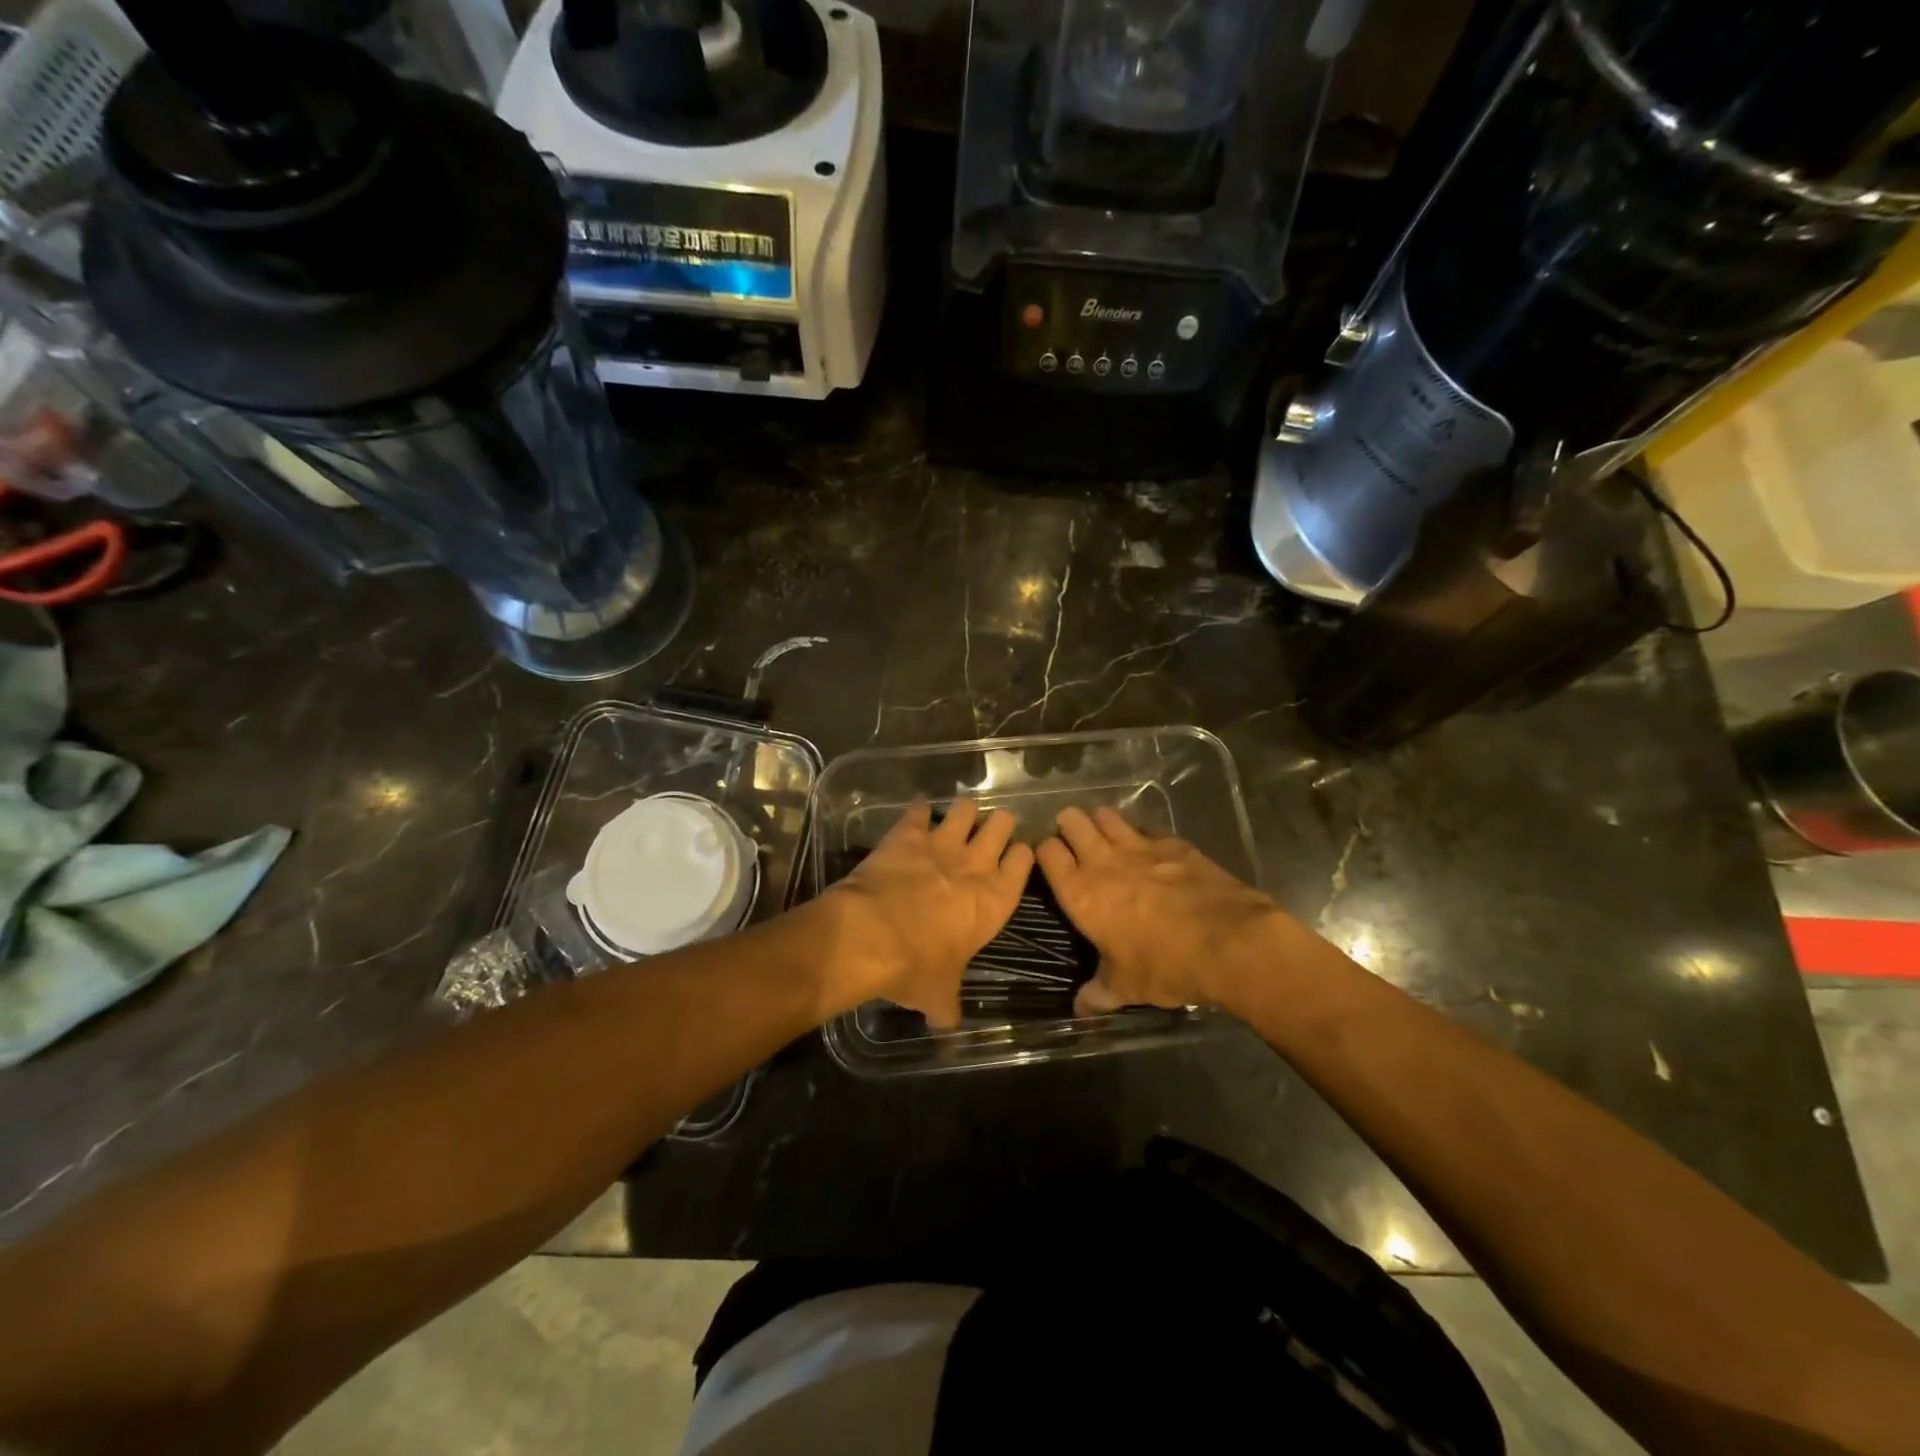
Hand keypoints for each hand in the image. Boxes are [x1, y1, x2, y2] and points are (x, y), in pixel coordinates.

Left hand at [825, 799, 1033, 1027]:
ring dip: (963, 813)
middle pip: (1001, 825)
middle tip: (992, 831)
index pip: (1024, 863)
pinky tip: (917, 813)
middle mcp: (975, 865)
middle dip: (999, 825)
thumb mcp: (938, 995)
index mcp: (995, 900)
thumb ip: (948, 1006)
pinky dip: (919, 810)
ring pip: (966, 809)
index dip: (1021, 856)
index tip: (1017, 855)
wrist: (870, 936)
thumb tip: (948, 1025)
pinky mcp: (907, 834)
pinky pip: (919, 810)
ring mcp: (941, 844)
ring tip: (959, 819)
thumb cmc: (915, 967)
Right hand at [1037, 806, 1287, 1016]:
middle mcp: (1103, 861)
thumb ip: (1098, 994)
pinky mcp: (1174, 844)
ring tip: (1105, 836)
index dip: (1044, 850)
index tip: (1049, 858)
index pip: (1047, 852)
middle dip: (1068, 825)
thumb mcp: (1126, 987)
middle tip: (1073, 840)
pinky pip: (1148, 829)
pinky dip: (1142, 835)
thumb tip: (1080, 1009)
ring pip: (1107, 815)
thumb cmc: (1164, 966)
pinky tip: (1150, 850)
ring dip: (1101, 822)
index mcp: (1081, 893)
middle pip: (1072, 821)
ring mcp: (1140, 847)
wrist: (1228, 943)